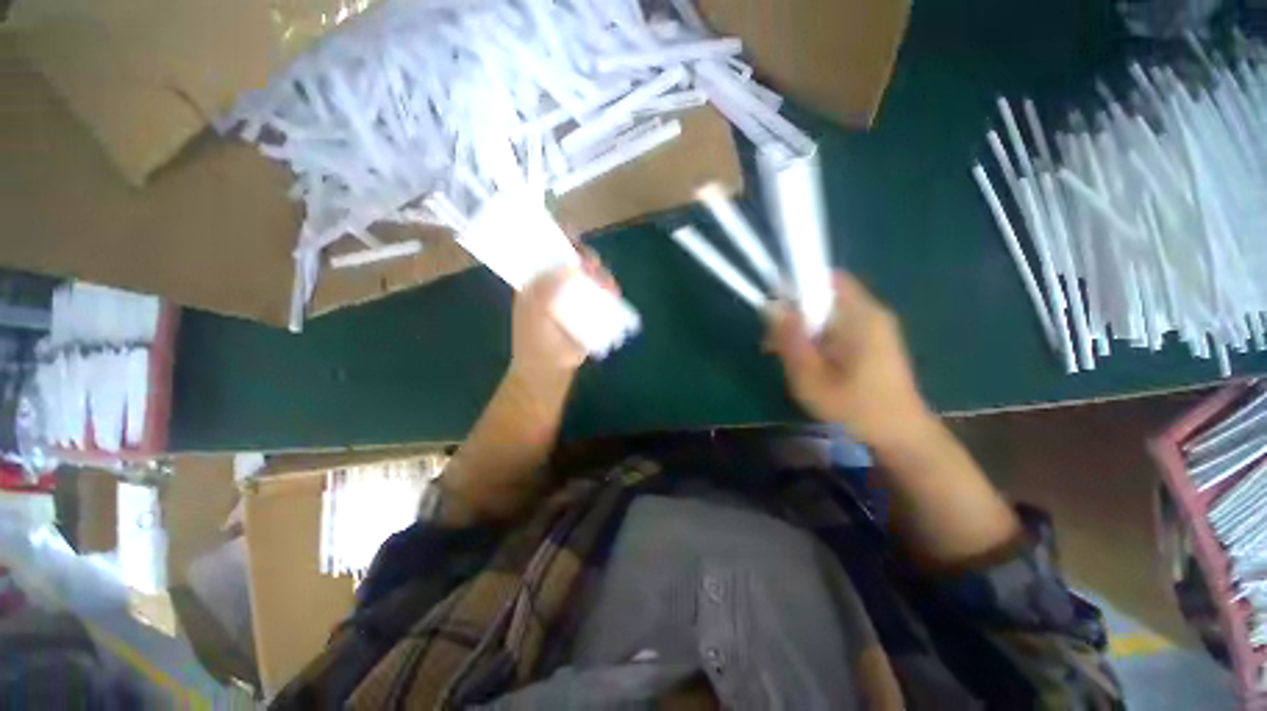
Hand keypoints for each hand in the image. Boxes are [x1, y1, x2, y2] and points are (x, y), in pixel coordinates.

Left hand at [509, 253, 618, 386]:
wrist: (550, 369)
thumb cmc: (535, 340)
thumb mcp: (534, 311)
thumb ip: (547, 287)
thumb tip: (572, 266)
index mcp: (538, 281)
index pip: (550, 253)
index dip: (562, 243)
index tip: (575, 240)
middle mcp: (557, 285)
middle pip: (575, 263)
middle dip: (586, 260)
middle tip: (593, 266)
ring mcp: (575, 298)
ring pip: (591, 279)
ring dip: (601, 276)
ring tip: (606, 284)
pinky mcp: (590, 310)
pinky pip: (601, 295)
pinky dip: (609, 291)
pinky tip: (613, 293)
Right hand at [767, 271, 933, 448]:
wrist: (901, 435)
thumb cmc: (855, 408)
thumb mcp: (812, 377)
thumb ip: (791, 340)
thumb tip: (772, 307)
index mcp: (862, 316)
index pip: (826, 278)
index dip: (795, 286)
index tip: (775, 309)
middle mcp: (871, 313)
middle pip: (823, 296)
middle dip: (793, 313)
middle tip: (772, 342)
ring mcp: (874, 326)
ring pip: (827, 313)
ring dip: (802, 328)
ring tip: (783, 355)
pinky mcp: (872, 340)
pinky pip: (837, 326)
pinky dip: (816, 337)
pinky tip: (806, 361)